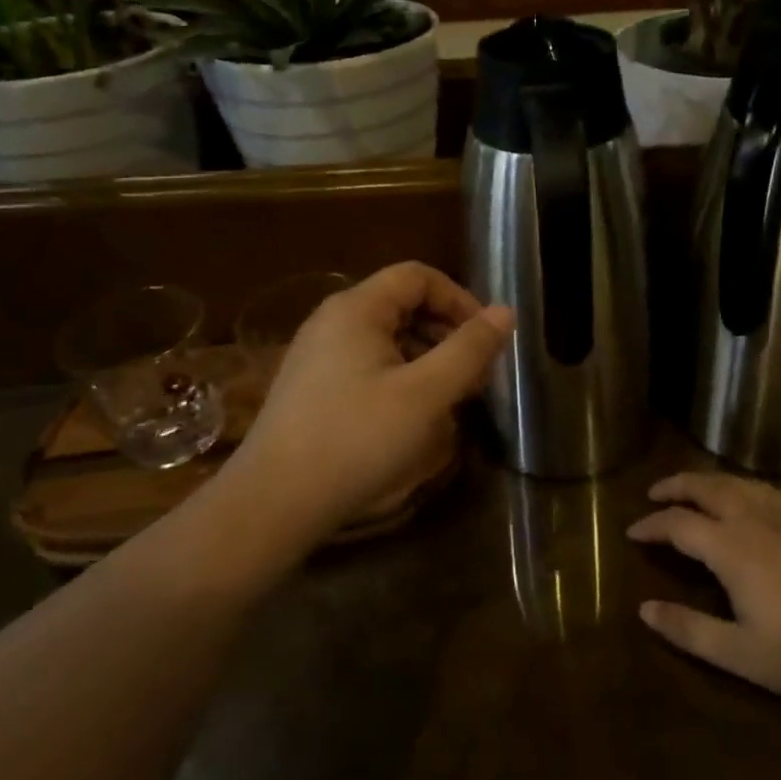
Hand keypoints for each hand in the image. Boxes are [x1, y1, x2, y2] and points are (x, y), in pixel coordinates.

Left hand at [227, 262, 511, 536]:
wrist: (274, 502)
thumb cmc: (357, 440)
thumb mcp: (426, 394)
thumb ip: (469, 349)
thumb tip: (506, 312)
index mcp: (357, 309)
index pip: (418, 276)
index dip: (460, 299)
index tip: (486, 339)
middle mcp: (333, 320)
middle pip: (403, 304)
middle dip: (447, 332)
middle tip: (476, 374)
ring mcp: (318, 354)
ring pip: (387, 337)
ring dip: (427, 357)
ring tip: (452, 397)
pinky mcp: (313, 386)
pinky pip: (368, 363)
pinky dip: (401, 375)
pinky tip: (414, 414)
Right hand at [628, 473, 780, 697]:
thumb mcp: (740, 652)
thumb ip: (690, 630)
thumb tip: (645, 609)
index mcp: (730, 547)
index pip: (678, 524)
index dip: (652, 524)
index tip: (633, 531)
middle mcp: (751, 518)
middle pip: (705, 488)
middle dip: (675, 486)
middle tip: (654, 493)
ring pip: (735, 482)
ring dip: (706, 480)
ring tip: (692, 487)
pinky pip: (763, 488)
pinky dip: (740, 484)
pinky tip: (744, 493)